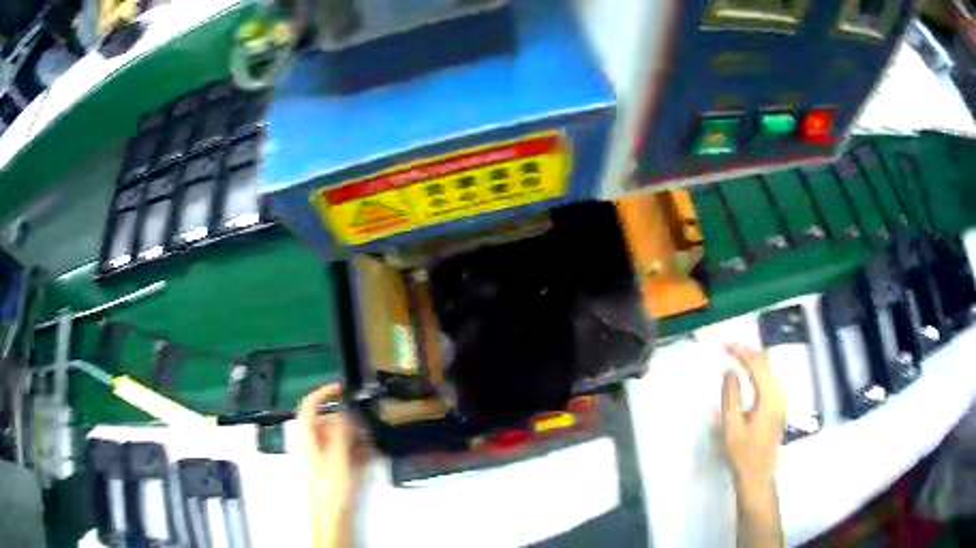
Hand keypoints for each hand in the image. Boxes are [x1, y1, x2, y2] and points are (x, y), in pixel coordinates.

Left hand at [297, 383, 369, 547]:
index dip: (324, 393)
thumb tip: (346, 411)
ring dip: (352, 435)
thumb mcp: (337, 455)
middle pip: (325, 422)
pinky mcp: (329, 470)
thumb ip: (341, 430)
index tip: (343, 389)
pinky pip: (341, 452)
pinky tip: (369, 453)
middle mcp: (310, 443)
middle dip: (345, 419)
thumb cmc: (330, 484)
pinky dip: (353, 449)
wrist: (330, 516)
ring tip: (372, 437)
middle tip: (366, 419)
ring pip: (335, 437)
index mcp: (305, 436)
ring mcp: (319, 458)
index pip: (309, 405)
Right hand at [719, 344, 785, 486]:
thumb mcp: (731, 426)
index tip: (723, 345)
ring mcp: (781, 400)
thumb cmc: (743, 454)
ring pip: (769, 370)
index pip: (757, 363)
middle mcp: (779, 393)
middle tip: (728, 348)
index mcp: (769, 396)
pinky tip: (747, 375)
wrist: (758, 476)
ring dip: (753, 360)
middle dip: (747, 351)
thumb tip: (730, 371)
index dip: (741, 351)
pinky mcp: (779, 407)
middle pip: (766, 362)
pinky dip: (757, 371)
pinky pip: (769, 379)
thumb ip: (730, 395)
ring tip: (735, 357)